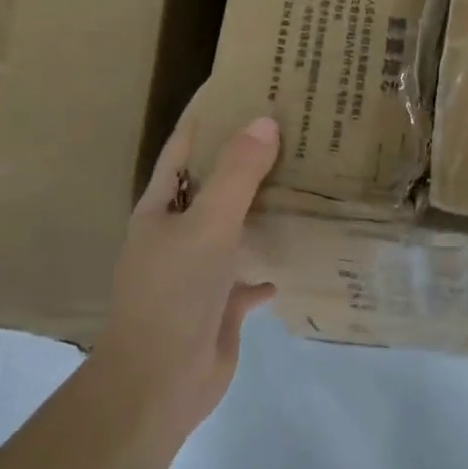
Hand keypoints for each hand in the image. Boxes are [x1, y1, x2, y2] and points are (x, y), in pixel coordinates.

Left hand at [86, 111, 279, 444]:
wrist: (159, 381)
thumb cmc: (174, 294)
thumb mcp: (206, 226)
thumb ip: (236, 175)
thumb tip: (265, 121)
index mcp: (162, 207)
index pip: (185, 146)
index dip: (210, 116)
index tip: (248, 87)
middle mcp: (178, 233)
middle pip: (215, 185)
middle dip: (248, 160)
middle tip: (296, 131)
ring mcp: (199, 270)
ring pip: (236, 229)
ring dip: (263, 210)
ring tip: (308, 182)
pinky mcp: (221, 304)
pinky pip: (251, 275)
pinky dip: (271, 265)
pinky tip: (300, 253)